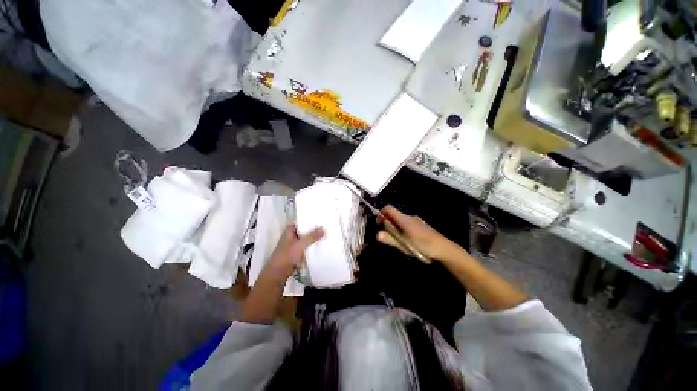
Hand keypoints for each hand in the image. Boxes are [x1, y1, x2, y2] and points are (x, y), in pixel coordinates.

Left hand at [265, 224, 323, 280]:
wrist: (279, 273)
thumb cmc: (287, 255)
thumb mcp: (300, 244)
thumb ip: (312, 236)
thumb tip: (323, 228)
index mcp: (289, 230)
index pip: (301, 221)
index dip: (309, 219)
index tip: (320, 217)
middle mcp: (292, 235)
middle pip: (304, 230)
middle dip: (314, 229)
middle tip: (326, 225)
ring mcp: (294, 244)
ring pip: (306, 238)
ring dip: (313, 238)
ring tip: (326, 234)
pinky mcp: (297, 252)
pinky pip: (306, 246)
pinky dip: (312, 246)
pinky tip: (321, 245)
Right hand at [377, 205, 460, 261]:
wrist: (444, 249)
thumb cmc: (422, 245)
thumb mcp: (404, 244)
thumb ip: (390, 238)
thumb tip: (377, 234)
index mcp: (404, 219)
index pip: (389, 208)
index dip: (381, 213)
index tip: (378, 223)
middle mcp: (409, 217)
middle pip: (394, 215)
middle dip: (388, 223)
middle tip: (388, 235)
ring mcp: (416, 221)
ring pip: (401, 220)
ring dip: (396, 227)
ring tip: (398, 240)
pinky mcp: (421, 226)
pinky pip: (408, 224)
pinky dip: (403, 229)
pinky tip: (408, 240)